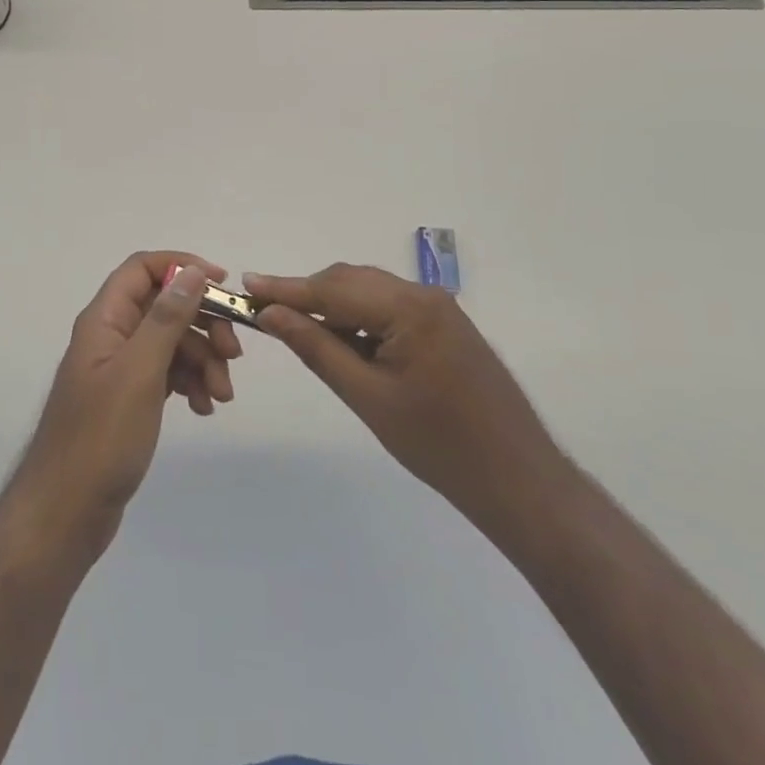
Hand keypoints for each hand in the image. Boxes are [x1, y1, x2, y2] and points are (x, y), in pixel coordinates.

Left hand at [9, 253, 241, 559]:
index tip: (222, 285)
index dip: (182, 266)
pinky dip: (189, 383)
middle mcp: (111, 335)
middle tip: (233, 356)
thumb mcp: (139, 372)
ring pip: (171, 342)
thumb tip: (191, 270)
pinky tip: (203, 408)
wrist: (65, 513)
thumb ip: (166, 318)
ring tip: (221, 396)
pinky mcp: (130, 399)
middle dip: (203, 324)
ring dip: (202, 360)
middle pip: (164, 306)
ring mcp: (120, 369)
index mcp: (105, 319)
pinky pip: (167, 373)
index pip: (143, 268)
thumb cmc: (100, 438)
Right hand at [246, 264, 570, 539]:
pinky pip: (389, 309)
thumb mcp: (367, 397)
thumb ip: (317, 347)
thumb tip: (271, 314)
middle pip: (351, 282)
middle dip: (307, 295)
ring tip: (294, 327)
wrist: (519, 481)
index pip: (334, 289)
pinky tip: (340, 339)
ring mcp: (439, 309)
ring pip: (369, 293)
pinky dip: (358, 319)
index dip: (286, 288)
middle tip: (263, 310)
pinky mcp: (445, 327)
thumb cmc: (439, 446)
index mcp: (410, 308)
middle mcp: (425, 295)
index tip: (245, 284)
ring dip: (331, 306)